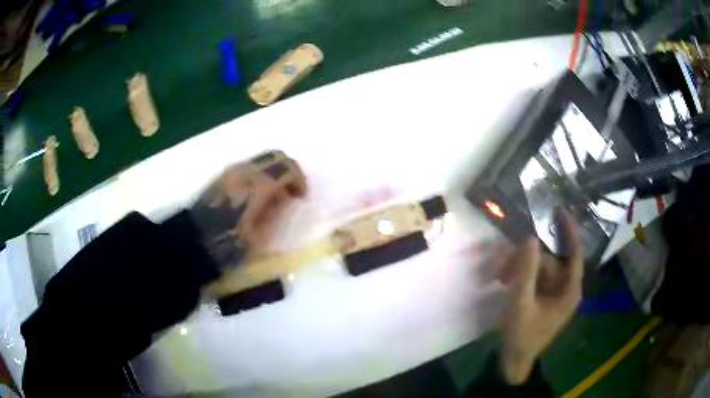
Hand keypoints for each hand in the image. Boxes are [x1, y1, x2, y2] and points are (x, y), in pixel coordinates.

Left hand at [189, 150, 307, 270]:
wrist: (194, 240)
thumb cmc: (228, 243)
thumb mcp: (260, 235)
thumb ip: (276, 210)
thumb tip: (286, 197)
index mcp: (258, 185)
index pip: (289, 168)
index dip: (300, 181)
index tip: (302, 198)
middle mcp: (246, 170)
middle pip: (277, 155)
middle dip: (290, 171)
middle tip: (292, 191)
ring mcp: (233, 170)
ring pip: (262, 158)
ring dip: (275, 170)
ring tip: (275, 194)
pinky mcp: (223, 175)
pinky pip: (249, 165)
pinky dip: (261, 173)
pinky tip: (257, 194)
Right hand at [497, 210, 583, 384]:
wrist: (515, 361)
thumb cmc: (522, 335)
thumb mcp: (521, 302)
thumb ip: (526, 270)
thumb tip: (531, 238)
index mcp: (569, 291)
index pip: (575, 253)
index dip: (569, 231)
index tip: (560, 211)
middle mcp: (565, 289)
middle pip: (550, 262)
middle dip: (527, 260)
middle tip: (502, 264)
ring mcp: (554, 294)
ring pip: (539, 270)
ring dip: (519, 270)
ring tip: (498, 277)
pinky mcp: (544, 299)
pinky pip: (534, 280)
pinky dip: (520, 278)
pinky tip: (504, 281)